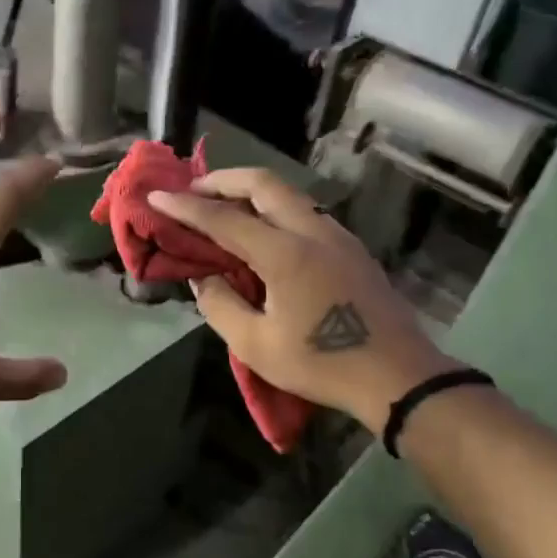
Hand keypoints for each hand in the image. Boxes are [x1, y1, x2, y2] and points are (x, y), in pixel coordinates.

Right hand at [149, 168, 455, 434]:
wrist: (399, 377)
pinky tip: (265, 235)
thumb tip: (206, 279)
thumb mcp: (256, 345)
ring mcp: (338, 237)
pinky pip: (306, 214)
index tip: (157, 197)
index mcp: (285, 252)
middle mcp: (312, 231)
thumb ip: (221, 306)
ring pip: (289, 195)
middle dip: (223, 180)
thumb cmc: (322, 364)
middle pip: (264, 183)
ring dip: (252, 193)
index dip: (185, 207)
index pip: (224, 218)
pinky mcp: (353, 250)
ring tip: (225, 209)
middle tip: (194, 191)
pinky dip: (275, 211)